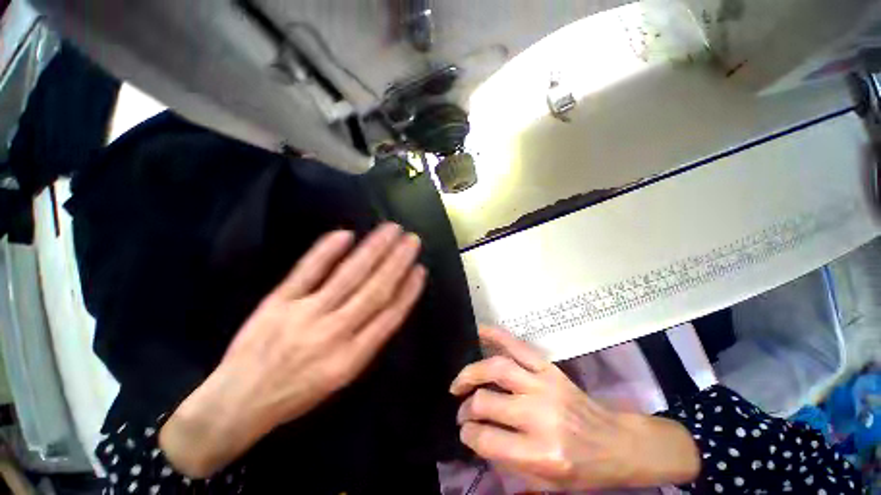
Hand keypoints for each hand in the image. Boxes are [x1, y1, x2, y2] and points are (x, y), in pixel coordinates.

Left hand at [160, 224, 425, 477]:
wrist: (238, 402)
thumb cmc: (297, 393)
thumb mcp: (342, 377)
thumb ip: (367, 340)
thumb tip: (389, 303)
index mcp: (352, 358)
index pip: (390, 316)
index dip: (409, 290)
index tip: (421, 269)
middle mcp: (334, 333)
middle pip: (374, 290)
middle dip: (397, 262)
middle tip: (412, 240)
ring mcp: (305, 314)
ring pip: (348, 276)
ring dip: (373, 250)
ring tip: (390, 231)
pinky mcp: (278, 302)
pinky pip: (307, 271)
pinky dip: (326, 251)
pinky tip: (346, 234)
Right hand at [450, 327, 699, 490]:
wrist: (617, 443)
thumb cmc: (583, 470)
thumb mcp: (547, 485)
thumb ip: (508, 463)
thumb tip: (476, 437)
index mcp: (542, 454)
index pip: (488, 440)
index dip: (469, 435)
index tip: (465, 431)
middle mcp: (541, 416)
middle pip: (487, 402)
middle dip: (467, 407)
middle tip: (462, 409)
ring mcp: (545, 386)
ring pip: (497, 369)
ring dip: (472, 372)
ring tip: (460, 381)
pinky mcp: (550, 369)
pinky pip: (518, 346)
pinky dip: (497, 336)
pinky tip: (480, 331)